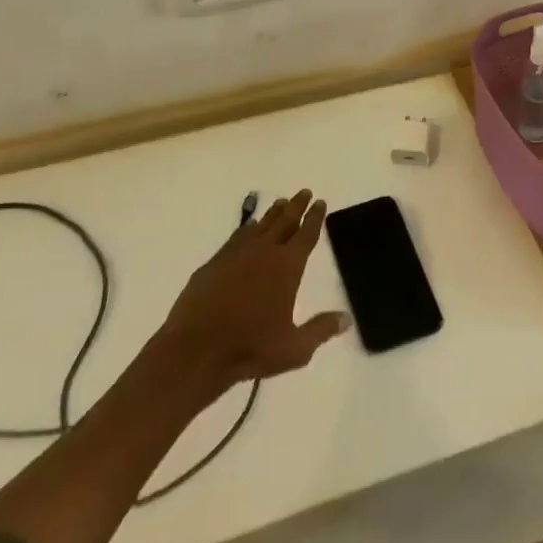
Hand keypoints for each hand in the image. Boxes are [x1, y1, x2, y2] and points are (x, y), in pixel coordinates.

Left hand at [159, 189, 350, 387]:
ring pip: (260, 225)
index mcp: (287, 266)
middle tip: (304, 192)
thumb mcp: (294, 348)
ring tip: (281, 203)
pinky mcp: (214, 263)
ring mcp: (236, 254)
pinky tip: (248, 227)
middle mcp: (264, 252)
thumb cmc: (250, 349)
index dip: (315, 217)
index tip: (320, 202)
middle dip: (296, 205)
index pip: (306, 234)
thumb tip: (347, 318)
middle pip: (284, 221)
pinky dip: (246, 228)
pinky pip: (236, 237)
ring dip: (273, 213)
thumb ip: (321, 330)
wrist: (196, 350)